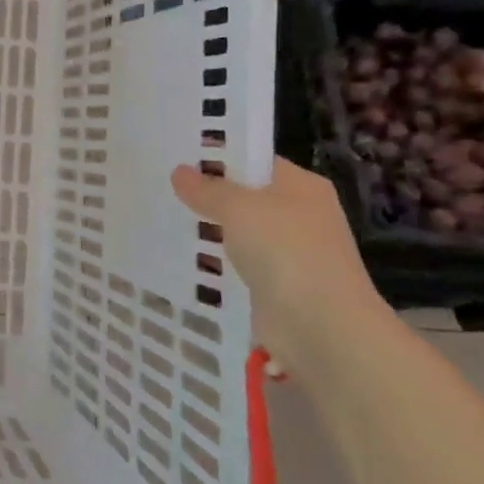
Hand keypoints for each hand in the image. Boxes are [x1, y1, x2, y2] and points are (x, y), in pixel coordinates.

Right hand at [170, 157, 389, 372]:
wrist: (321, 327)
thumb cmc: (285, 251)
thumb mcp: (239, 207)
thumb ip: (207, 189)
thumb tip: (180, 173)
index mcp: (301, 186)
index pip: (254, 160)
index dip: (218, 156)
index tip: (177, 156)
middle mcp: (298, 214)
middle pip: (245, 196)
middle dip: (207, 195)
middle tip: (161, 186)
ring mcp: (289, 252)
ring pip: (238, 232)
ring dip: (209, 231)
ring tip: (162, 218)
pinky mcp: (275, 285)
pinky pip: (238, 264)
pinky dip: (215, 262)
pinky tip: (182, 257)